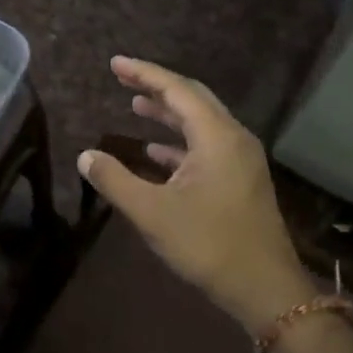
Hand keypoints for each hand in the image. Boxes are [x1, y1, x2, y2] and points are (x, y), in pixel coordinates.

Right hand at [78, 57, 315, 334]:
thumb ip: (115, 180)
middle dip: (156, 86)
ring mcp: (240, 160)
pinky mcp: (240, 180)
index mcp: (216, 137)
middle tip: (123, 77)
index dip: (144, 73)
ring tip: (135, 105)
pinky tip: (154, 150)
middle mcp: (233, 139)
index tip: (115, 63)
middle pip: (192, 99)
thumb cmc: (209, 245)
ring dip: (168, 113)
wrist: (266, 289)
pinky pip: (205, 145)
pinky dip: (178, 141)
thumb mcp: (152, 213)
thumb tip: (86, 156)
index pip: (177, 90)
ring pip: (200, 122)